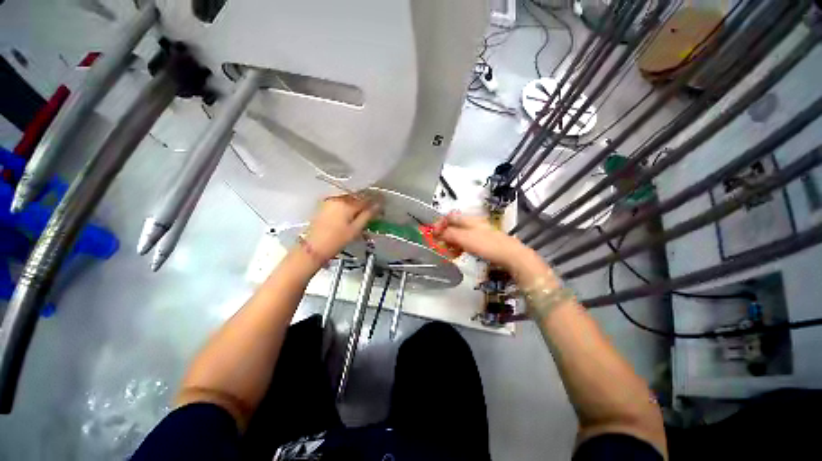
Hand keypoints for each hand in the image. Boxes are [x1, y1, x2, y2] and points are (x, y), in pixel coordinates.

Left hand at [301, 195, 378, 264]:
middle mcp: (338, 198)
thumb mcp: (356, 229)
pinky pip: (341, 201)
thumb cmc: (337, 240)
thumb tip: (379, 205)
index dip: (376, 201)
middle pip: (357, 196)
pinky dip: (349, 205)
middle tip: (375, 208)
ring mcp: (330, 201)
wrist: (313, 247)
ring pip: (349, 198)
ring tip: (364, 211)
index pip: (366, 199)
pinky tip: (352, 212)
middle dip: (367, 201)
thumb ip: (368, 215)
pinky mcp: (324, 206)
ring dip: (358, 202)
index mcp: (347, 204)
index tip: (383, 203)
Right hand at [432, 212, 527, 268]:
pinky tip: (458, 254)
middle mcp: (472, 224)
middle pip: (453, 226)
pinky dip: (459, 247)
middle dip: (444, 235)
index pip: (449, 217)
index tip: (433, 234)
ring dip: (451, 243)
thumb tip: (437, 232)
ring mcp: (477, 233)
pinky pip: (465, 242)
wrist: (510, 255)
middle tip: (440, 246)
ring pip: (459, 235)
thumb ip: (449, 234)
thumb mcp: (465, 238)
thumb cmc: (487, 245)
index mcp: (468, 220)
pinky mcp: (481, 242)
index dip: (439, 224)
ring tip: (448, 252)